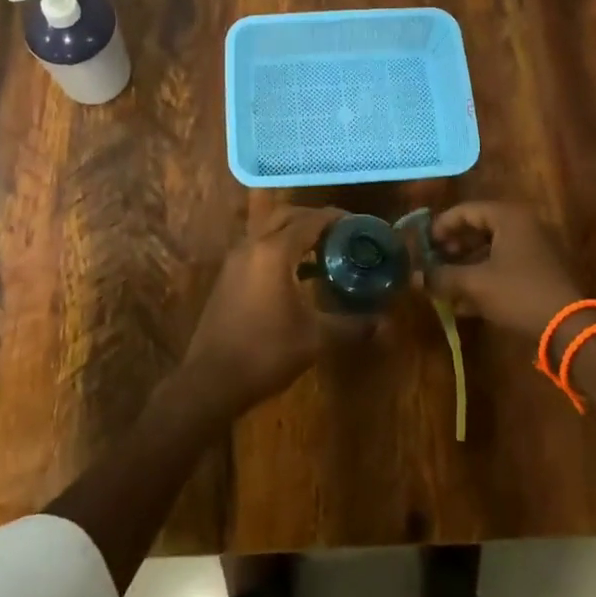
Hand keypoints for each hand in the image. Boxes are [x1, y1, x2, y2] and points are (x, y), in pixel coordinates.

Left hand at [178, 205, 346, 418]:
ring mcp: (235, 260)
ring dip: (295, 233)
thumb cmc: (266, 352)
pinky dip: (280, 249)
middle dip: (314, 219)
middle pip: (286, 215)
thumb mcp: (315, 339)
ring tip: (324, 252)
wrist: (211, 381)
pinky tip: (298, 275)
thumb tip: (384, 323)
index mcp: (274, 251)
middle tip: (341, 233)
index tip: (359, 224)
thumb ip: (351, 325)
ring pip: (269, 230)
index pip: (310, 220)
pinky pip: (258, 248)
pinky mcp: (228, 276)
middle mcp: (252, 246)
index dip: (337, 218)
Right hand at [429, 202, 581, 339]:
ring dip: (466, 266)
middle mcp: (524, 226)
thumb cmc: (518, 293)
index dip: (441, 226)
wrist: (570, 328)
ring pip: (491, 251)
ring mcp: (535, 250)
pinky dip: (484, 279)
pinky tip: (463, 304)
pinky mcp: (540, 274)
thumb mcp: (475, 283)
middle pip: (479, 229)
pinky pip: (504, 268)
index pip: (466, 210)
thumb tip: (414, 277)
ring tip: (444, 285)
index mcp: (509, 217)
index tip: (424, 245)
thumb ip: (442, 276)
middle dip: (453, 248)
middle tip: (434, 263)